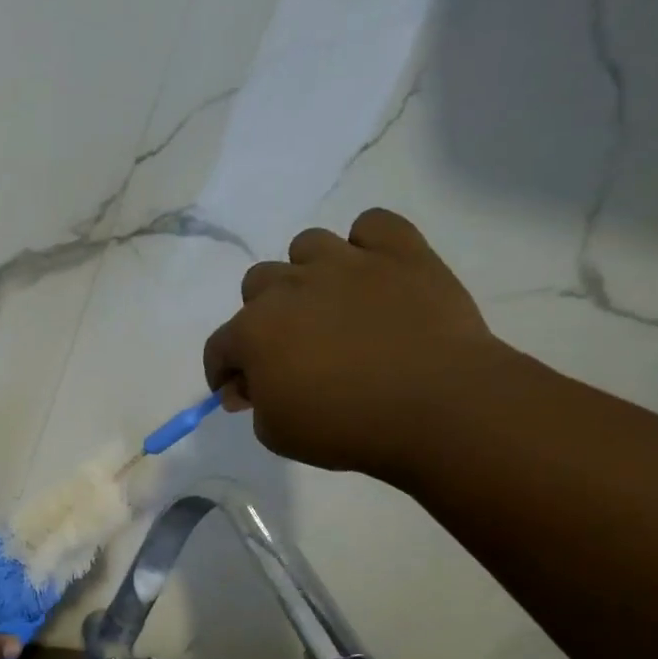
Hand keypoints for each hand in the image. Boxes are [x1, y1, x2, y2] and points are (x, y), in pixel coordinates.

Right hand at [202, 208, 504, 479]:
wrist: (438, 407)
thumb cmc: (345, 427)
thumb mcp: (276, 433)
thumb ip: (254, 403)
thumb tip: (248, 385)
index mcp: (253, 330)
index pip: (219, 346)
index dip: (224, 371)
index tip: (240, 392)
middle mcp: (290, 286)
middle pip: (257, 284)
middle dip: (264, 315)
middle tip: (290, 347)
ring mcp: (346, 262)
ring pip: (307, 245)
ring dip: (308, 273)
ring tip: (330, 303)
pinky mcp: (401, 252)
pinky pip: (373, 224)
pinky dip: (368, 244)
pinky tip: (374, 274)